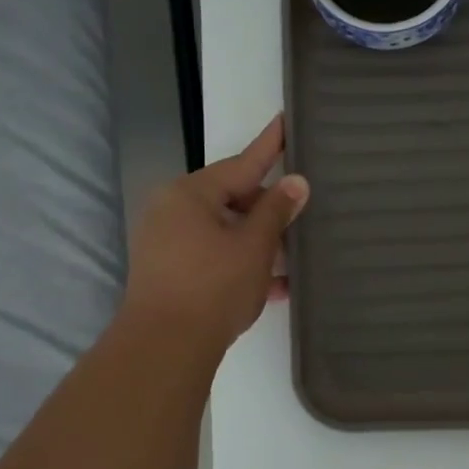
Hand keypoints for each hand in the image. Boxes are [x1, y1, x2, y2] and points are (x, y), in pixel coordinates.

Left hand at [123, 115, 309, 356]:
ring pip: (224, 231)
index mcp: (190, 194)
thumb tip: (296, 182)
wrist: (165, 347)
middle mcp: (173, 211)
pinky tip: (276, 285)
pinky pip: (213, 256)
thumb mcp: (254, 246)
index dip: (269, 145)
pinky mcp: (169, 272)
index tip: (285, 120)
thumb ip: (276, 211)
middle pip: (231, 199)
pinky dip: (241, 264)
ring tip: (294, 251)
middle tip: (302, 210)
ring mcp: (167, 243)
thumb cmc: (213, 286)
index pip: (242, 163)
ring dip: (258, 241)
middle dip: (268, 208)